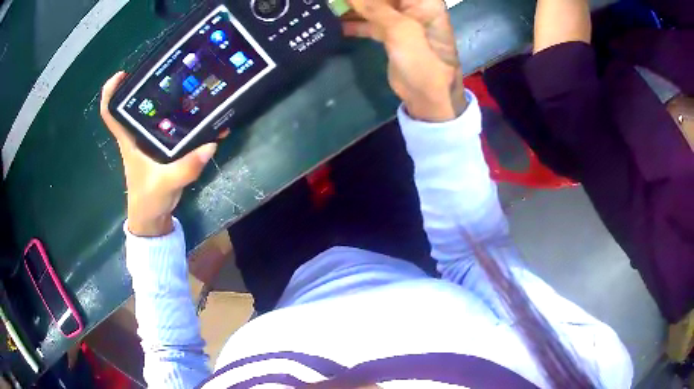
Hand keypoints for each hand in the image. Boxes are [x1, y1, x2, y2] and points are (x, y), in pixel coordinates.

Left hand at [100, 72, 217, 236]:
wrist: (153, 218)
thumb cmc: (148, 200)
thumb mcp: (165, 184)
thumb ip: (185, 167)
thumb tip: (210, 143)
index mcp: (129, 140)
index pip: (111, 112)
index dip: (111, 91)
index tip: (123, 74)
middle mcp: (137, 135)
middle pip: (135, 104)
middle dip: (147, 84)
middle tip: (167, 69)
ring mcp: (149, 141)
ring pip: (153, 112)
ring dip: (166, 97)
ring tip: (187, 82)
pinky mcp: (161, 147)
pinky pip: (169, 125)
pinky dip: (181, 116)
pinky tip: (198, 109)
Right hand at [343, 0, 466, 121]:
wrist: (429, 97)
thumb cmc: (422, 60)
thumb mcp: (400, 29)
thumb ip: (373, 6)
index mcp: (424, 1)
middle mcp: (413, 6)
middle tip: (335, 1)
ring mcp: (402, 21)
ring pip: (373, 7)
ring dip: (353, 7)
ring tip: (329, 6)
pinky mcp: (392, 36)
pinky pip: (370, 23)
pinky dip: (355, 23)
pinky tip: (335, 24)